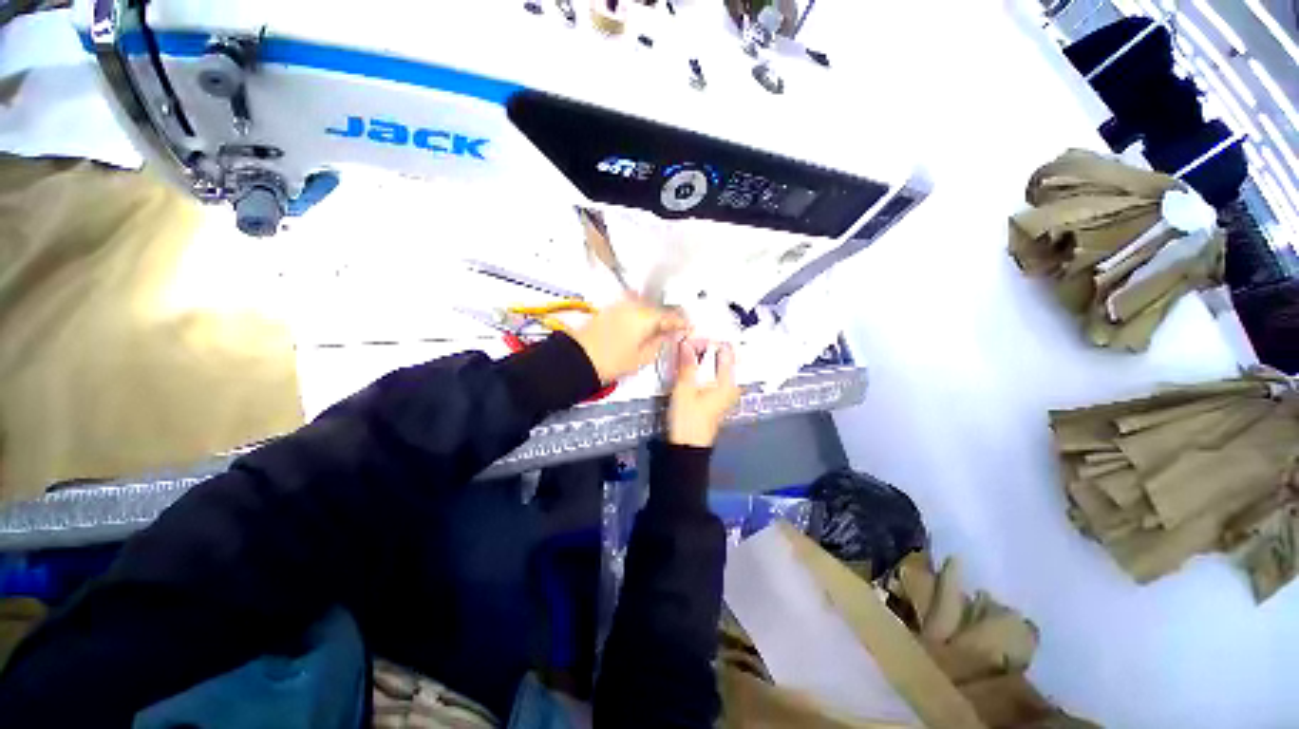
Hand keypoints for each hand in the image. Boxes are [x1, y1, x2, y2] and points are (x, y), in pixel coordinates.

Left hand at [572, 298, 688, 384]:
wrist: (578, 359)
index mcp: (645, 317)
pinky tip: (643, 321)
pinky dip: (641, 311)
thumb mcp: (642, 357)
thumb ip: (660, 343)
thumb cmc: (612, 361)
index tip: (688, 327)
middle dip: (668, 315)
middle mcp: (633, 305)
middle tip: (676, 326)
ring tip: (660, 325)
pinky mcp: (609, 308)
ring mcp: (620, 305)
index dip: (681, 322)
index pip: (670, 315)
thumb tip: (670, 334)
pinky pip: (632, 305)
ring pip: (645, 304)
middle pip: (658, 307)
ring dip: (655, 312)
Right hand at [667, 340, 740, 447]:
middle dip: (710, 348)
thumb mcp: (684, 390)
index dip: (714, 341)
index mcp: (728, 383)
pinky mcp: (717, 400)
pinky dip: (705, 370)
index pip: (727, 354)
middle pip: (725, 361)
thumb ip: (687, 365)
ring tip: (691, 349)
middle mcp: (731, 387)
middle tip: (693, 339)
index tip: (699, 333)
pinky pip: (715, 378)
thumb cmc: (688, 419)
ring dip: (707, 359)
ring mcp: (725, 395)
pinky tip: (693, 366)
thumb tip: (687, 342)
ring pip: (719, 370)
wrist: (687, 448)